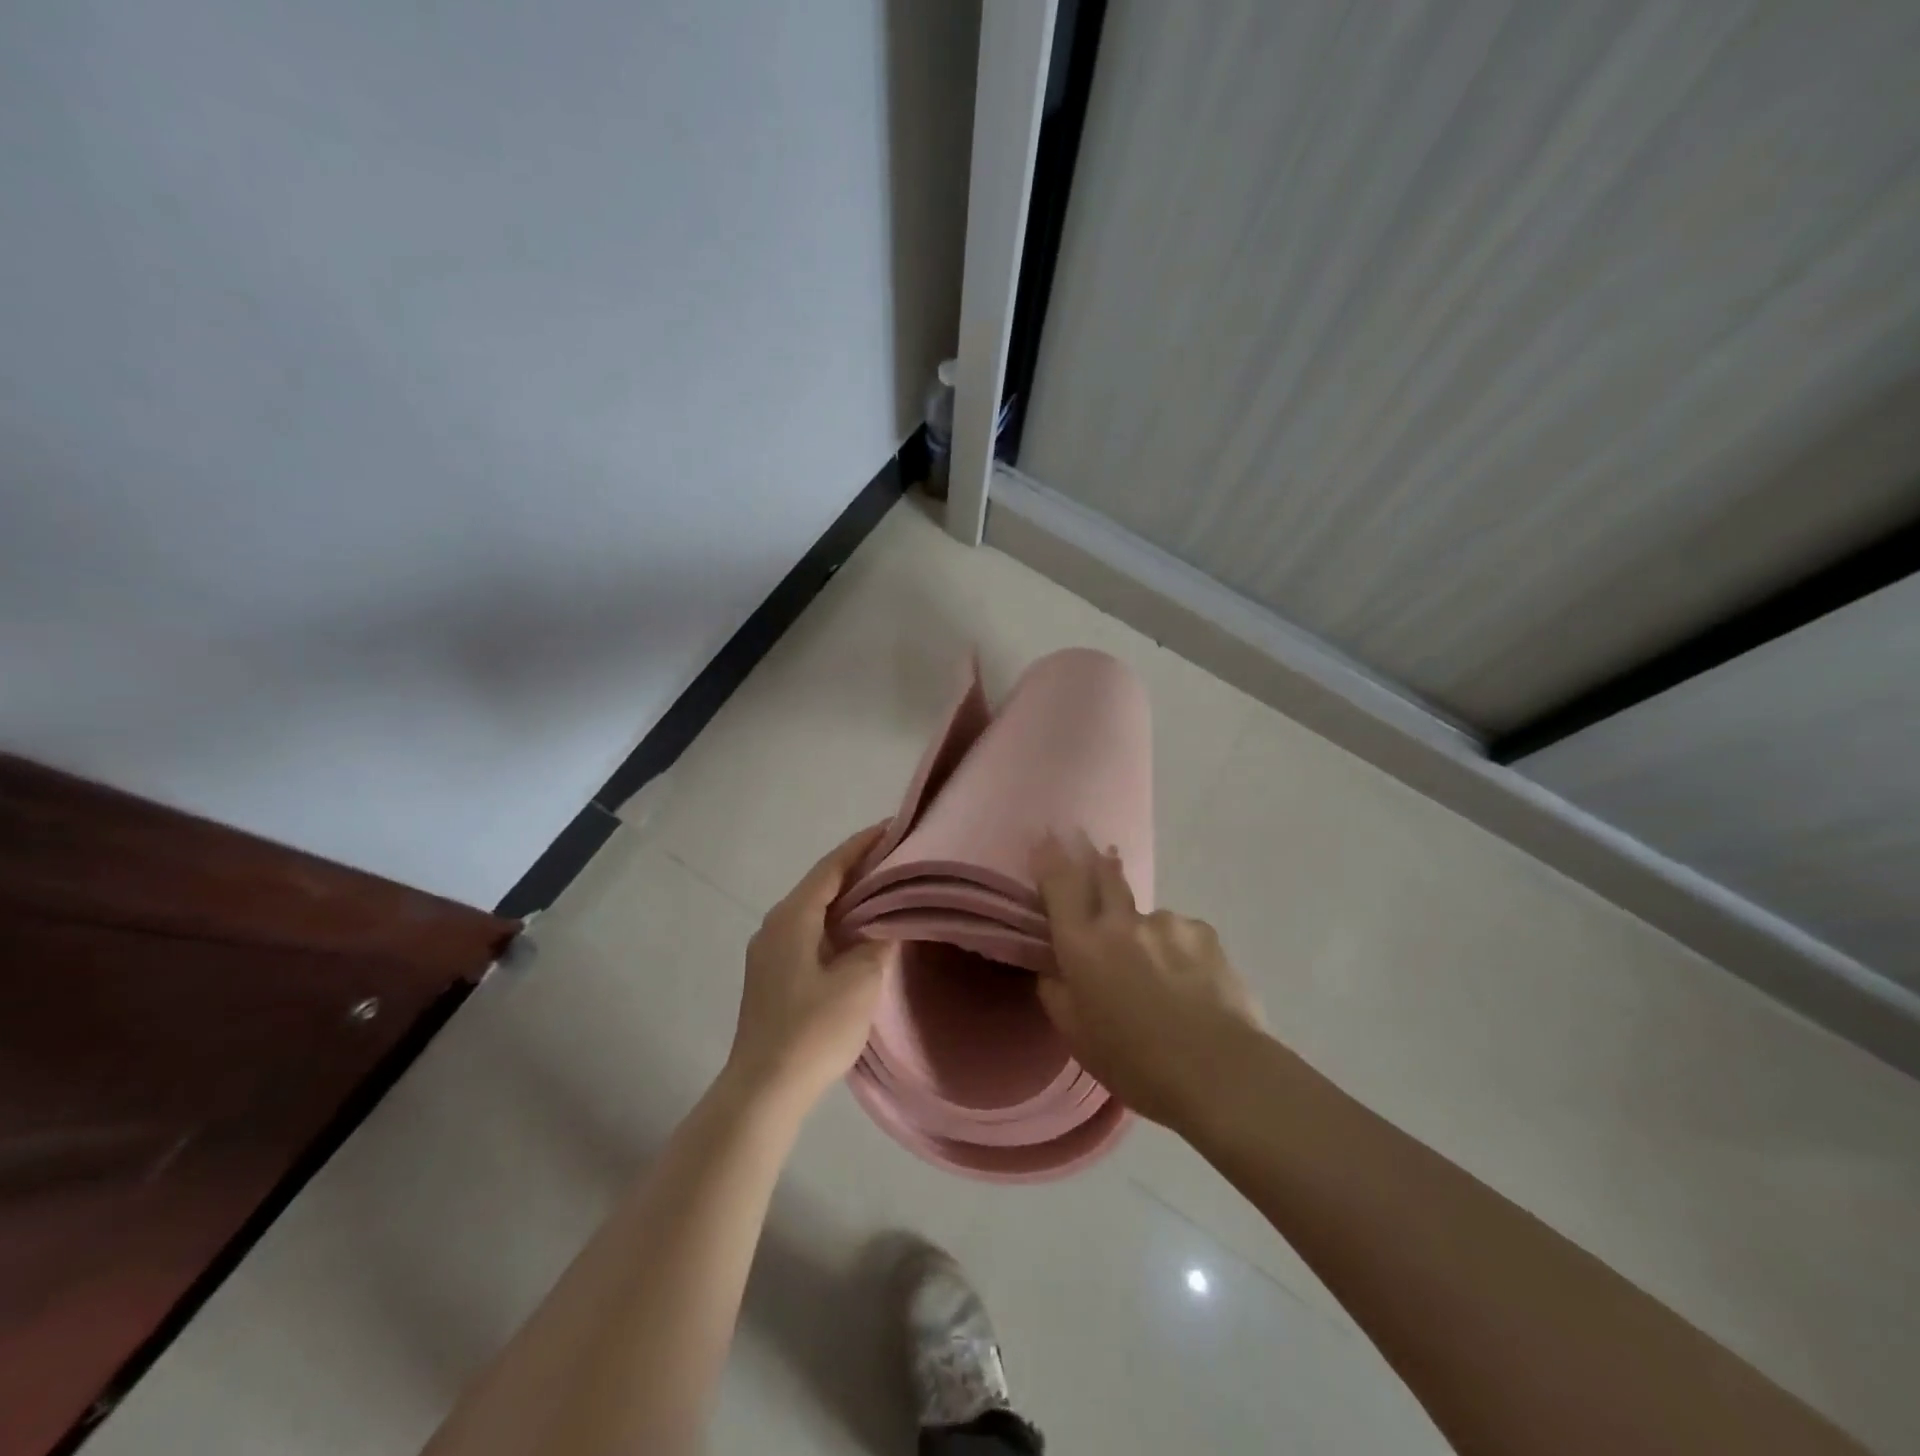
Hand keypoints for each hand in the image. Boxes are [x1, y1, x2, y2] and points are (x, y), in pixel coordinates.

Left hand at [726, 823, 895, 1109]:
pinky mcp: (773, 975)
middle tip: (896, 857)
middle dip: (857, 868)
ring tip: (885, 889)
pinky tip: (859, 933)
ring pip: (814, 910)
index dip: (862, 845)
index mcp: (792, 917)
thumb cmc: (813, 1030)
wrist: (763, 1090)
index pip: (831, 867)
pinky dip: (836, 923)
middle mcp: (775, 925)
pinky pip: (809, 932)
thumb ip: (877, 943)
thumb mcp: (858, 982)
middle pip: (821, 884)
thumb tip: (887, 923)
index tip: (891, 827)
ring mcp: (770, 951)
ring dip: (847, 898)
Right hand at [1032, 833, 1264, 1128]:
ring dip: (1146, 934)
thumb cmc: (1136, 1063)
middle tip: (1098, 853)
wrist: (1220, 1072)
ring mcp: (1167, 923)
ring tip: (1164, 977)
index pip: (1060, 884)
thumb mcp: (1077, 1037)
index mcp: (1083, 945)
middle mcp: (1122, 922)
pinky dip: (1179, 951)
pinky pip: (1182, 935)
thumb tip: (1054, 969)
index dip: (1050, 857)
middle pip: (1105, 876)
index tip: (1047, 838)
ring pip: (1147, 918)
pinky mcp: (1204, 933)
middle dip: (1097, 861)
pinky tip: (1193, 983)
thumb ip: (1057, 994)